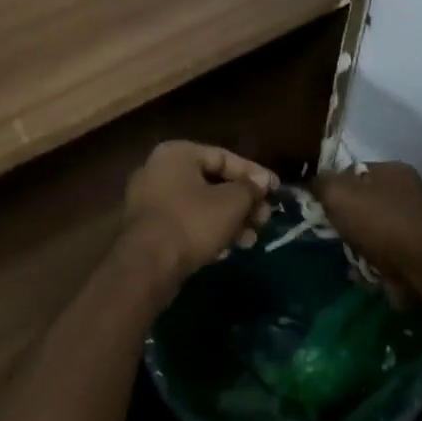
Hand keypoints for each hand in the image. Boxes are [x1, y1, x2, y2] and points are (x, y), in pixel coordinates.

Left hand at [123, 141, 278, 283]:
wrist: (146, 266)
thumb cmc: (191, 222)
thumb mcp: (230, 203)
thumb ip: (250, 188)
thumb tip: (262, 181)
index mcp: (177, 154)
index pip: (224, 156)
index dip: (253, 174)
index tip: (275, 190)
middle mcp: (159, 170)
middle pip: (212, 182)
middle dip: (242, 203)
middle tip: (264, 220)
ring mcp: (150, 200)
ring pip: (200, 205)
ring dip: (229, 221)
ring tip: (250, 240)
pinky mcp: (148, 228)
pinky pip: (185, 222)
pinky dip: (207, 232)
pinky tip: (226, 250)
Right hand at [315, 161, 421, 279]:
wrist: (418, 265)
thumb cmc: (377, 221)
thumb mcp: (337, 193)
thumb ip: (321, 182)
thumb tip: (315, 182)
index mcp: (394, 170)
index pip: (355, 171)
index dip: (335, 186)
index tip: (321, 205)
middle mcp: (410, 191)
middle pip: (365, 201)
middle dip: (347, 218)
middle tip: (333, 232)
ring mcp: (417, 222)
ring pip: (374, 228)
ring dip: (359, 242)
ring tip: (348, 254)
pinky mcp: (419, 251)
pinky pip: (386, 252)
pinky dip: (373, 259)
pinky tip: (361, 268)